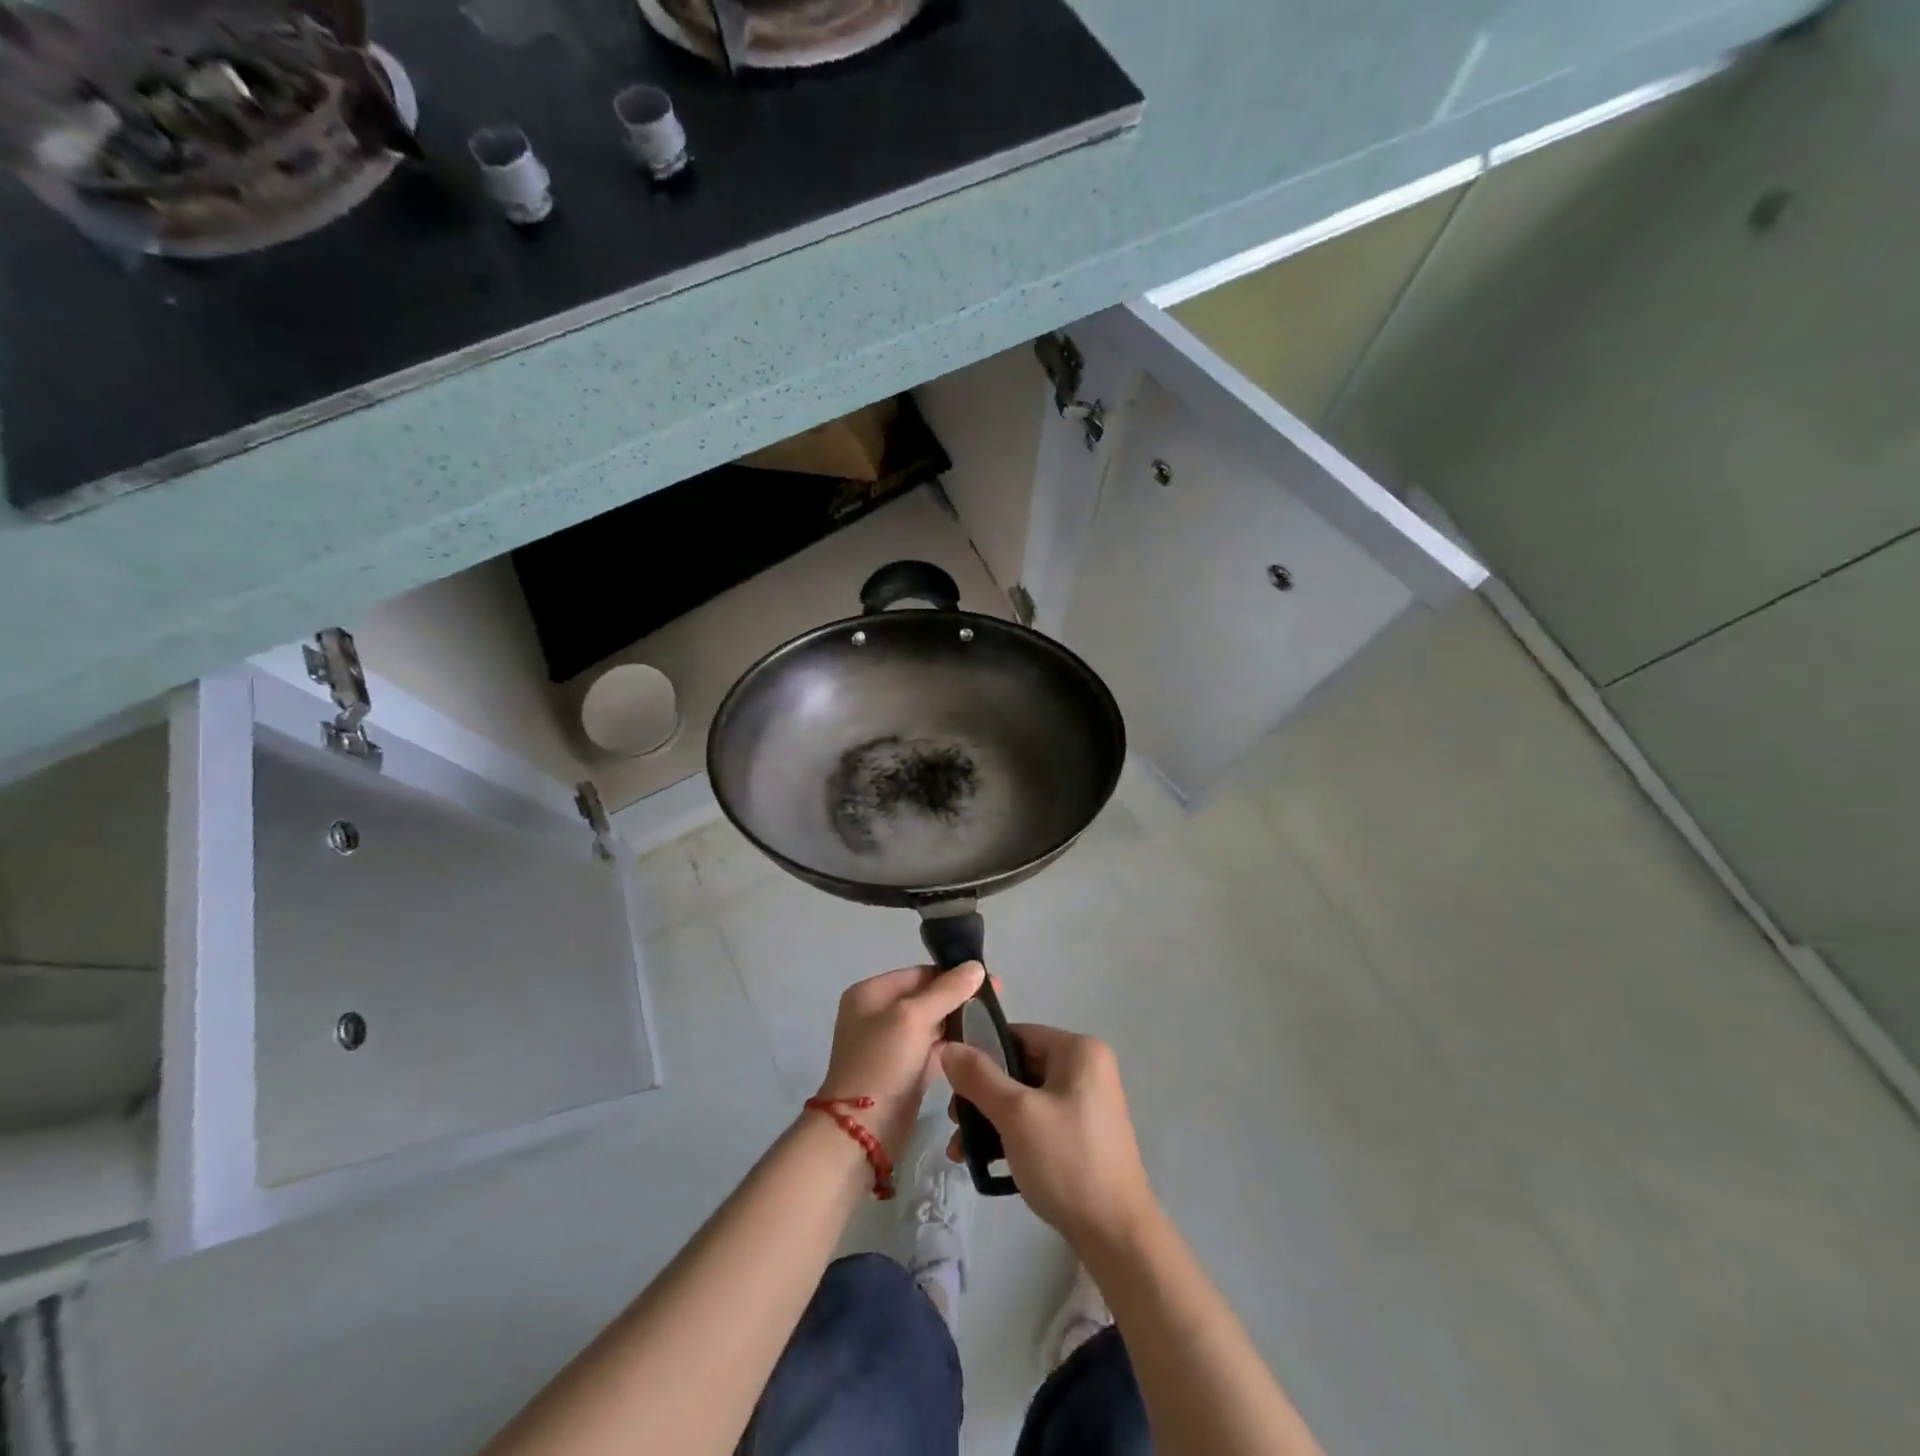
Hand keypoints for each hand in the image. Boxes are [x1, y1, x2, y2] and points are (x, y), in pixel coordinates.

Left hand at [817, 962, 985, 1158]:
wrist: (861, 1133)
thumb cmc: (882, 1064)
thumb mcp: (913, 1018)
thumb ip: (946, 991)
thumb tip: (976, 966)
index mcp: (871, 993)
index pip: (919, 973)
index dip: (953, 975)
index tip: (989, 982)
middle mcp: (877, 1014)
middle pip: (926, 997)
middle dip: (958, 999)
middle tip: (996, 1003)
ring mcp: (890, 1045)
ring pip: (931, 1024)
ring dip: (958, 1023)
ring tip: (992, 1023)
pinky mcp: (904, 1071)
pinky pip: (932, 1050)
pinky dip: (952, 1047)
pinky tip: (979, 1045)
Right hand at [941, 1025, 1159, 1255]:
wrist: (1117, 1236)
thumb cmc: (1067, 1161)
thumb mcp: (1016, 1114)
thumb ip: (979, 1077)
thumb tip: (949, 1046)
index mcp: (1079, 1051)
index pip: (1017, 1035)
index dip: (980, 1053)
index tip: (951, 1082)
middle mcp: (1087, 1068)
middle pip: (1019, 1067)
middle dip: (981, 1095)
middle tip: (954, 1122)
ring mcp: (1087, 1103)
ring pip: (1025, 1098)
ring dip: (990, 1119)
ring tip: (960, 1150)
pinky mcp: (1082, 1135)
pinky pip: (1038, 1121)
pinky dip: (1012, 1135)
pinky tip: (986, 1162)